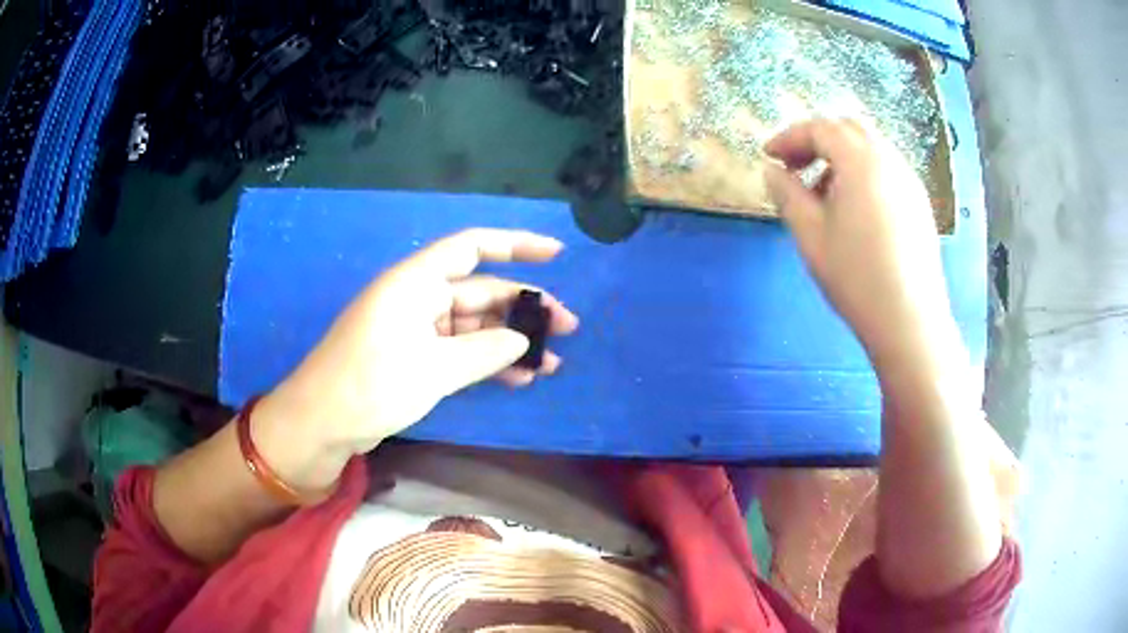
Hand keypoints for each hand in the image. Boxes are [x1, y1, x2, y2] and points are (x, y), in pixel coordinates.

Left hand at [254, 229, 578, 489]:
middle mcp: (418, 298)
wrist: (322, 423)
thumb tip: (524, 341)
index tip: (556, 254)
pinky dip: (487, 361)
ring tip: (550, 363)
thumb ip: (485, 351)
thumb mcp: (433, 368)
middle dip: (523, 308)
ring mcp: (416, 329)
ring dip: (510, 341)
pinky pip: (460, 350)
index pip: (472, 247)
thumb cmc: (371, 384)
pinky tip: (518, 378)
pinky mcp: (414, 357)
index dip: (516, 245)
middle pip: (481, 291)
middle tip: (566, 328)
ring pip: (474, 325)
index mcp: (416, 282)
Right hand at [763, 118, 957, 373]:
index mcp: (861, 161)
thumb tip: (772, 170)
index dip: (789, 137)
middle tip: (795, 167)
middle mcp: (889, 160)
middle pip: (848, 129)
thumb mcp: (810, 235)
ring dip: (841, 156)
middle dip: (816, 140)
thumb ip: (787, 194)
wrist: (910, 321)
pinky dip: (863, 171)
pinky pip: (886, 168)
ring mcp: (909, 180)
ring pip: (870, 147)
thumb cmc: (857, 278)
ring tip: (823, 192)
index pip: (820, 128)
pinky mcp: (919, 202)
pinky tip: (854, 208)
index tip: (769, 156)